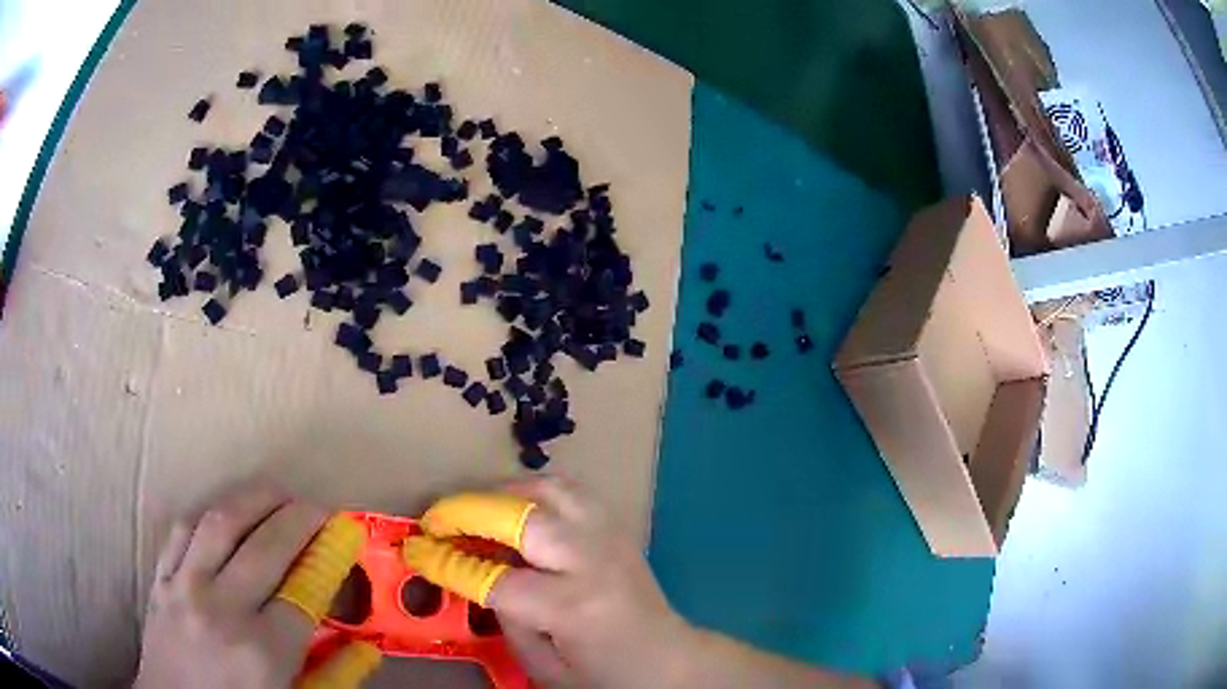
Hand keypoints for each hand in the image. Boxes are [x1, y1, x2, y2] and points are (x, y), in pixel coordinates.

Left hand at [135, 482, 328, 688]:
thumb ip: (333, 676)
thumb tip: (366, 646)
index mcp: (262, 652)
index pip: (304, 592)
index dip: (326, 560)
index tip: (342, 539)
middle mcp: (222, 610)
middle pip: (265, 546)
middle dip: (298, 517)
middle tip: (317, 508)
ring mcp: (184, 588)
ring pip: (220, 522)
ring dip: (253, 499)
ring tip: (276, 493)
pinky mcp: (160, 578)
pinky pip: (182, 530)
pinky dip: (207, 514)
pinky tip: (225, 513)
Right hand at [409, 476, 692, 687]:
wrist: (669, 658)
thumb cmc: (605, 674)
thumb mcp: (545, 667)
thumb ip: (506, 621)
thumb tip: (476, 574)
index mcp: (572, 608)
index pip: (496, 579)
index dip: (448, 564)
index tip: (417, 551)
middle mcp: (590, 561)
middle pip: (520, 518)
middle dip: (467, 512)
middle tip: (434, 518)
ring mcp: (608, 535)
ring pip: (547, 489)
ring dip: (500, 492)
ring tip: (469, 507)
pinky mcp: (616, 525)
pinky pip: (568, 489)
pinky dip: (532, 489)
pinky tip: (513, 505)